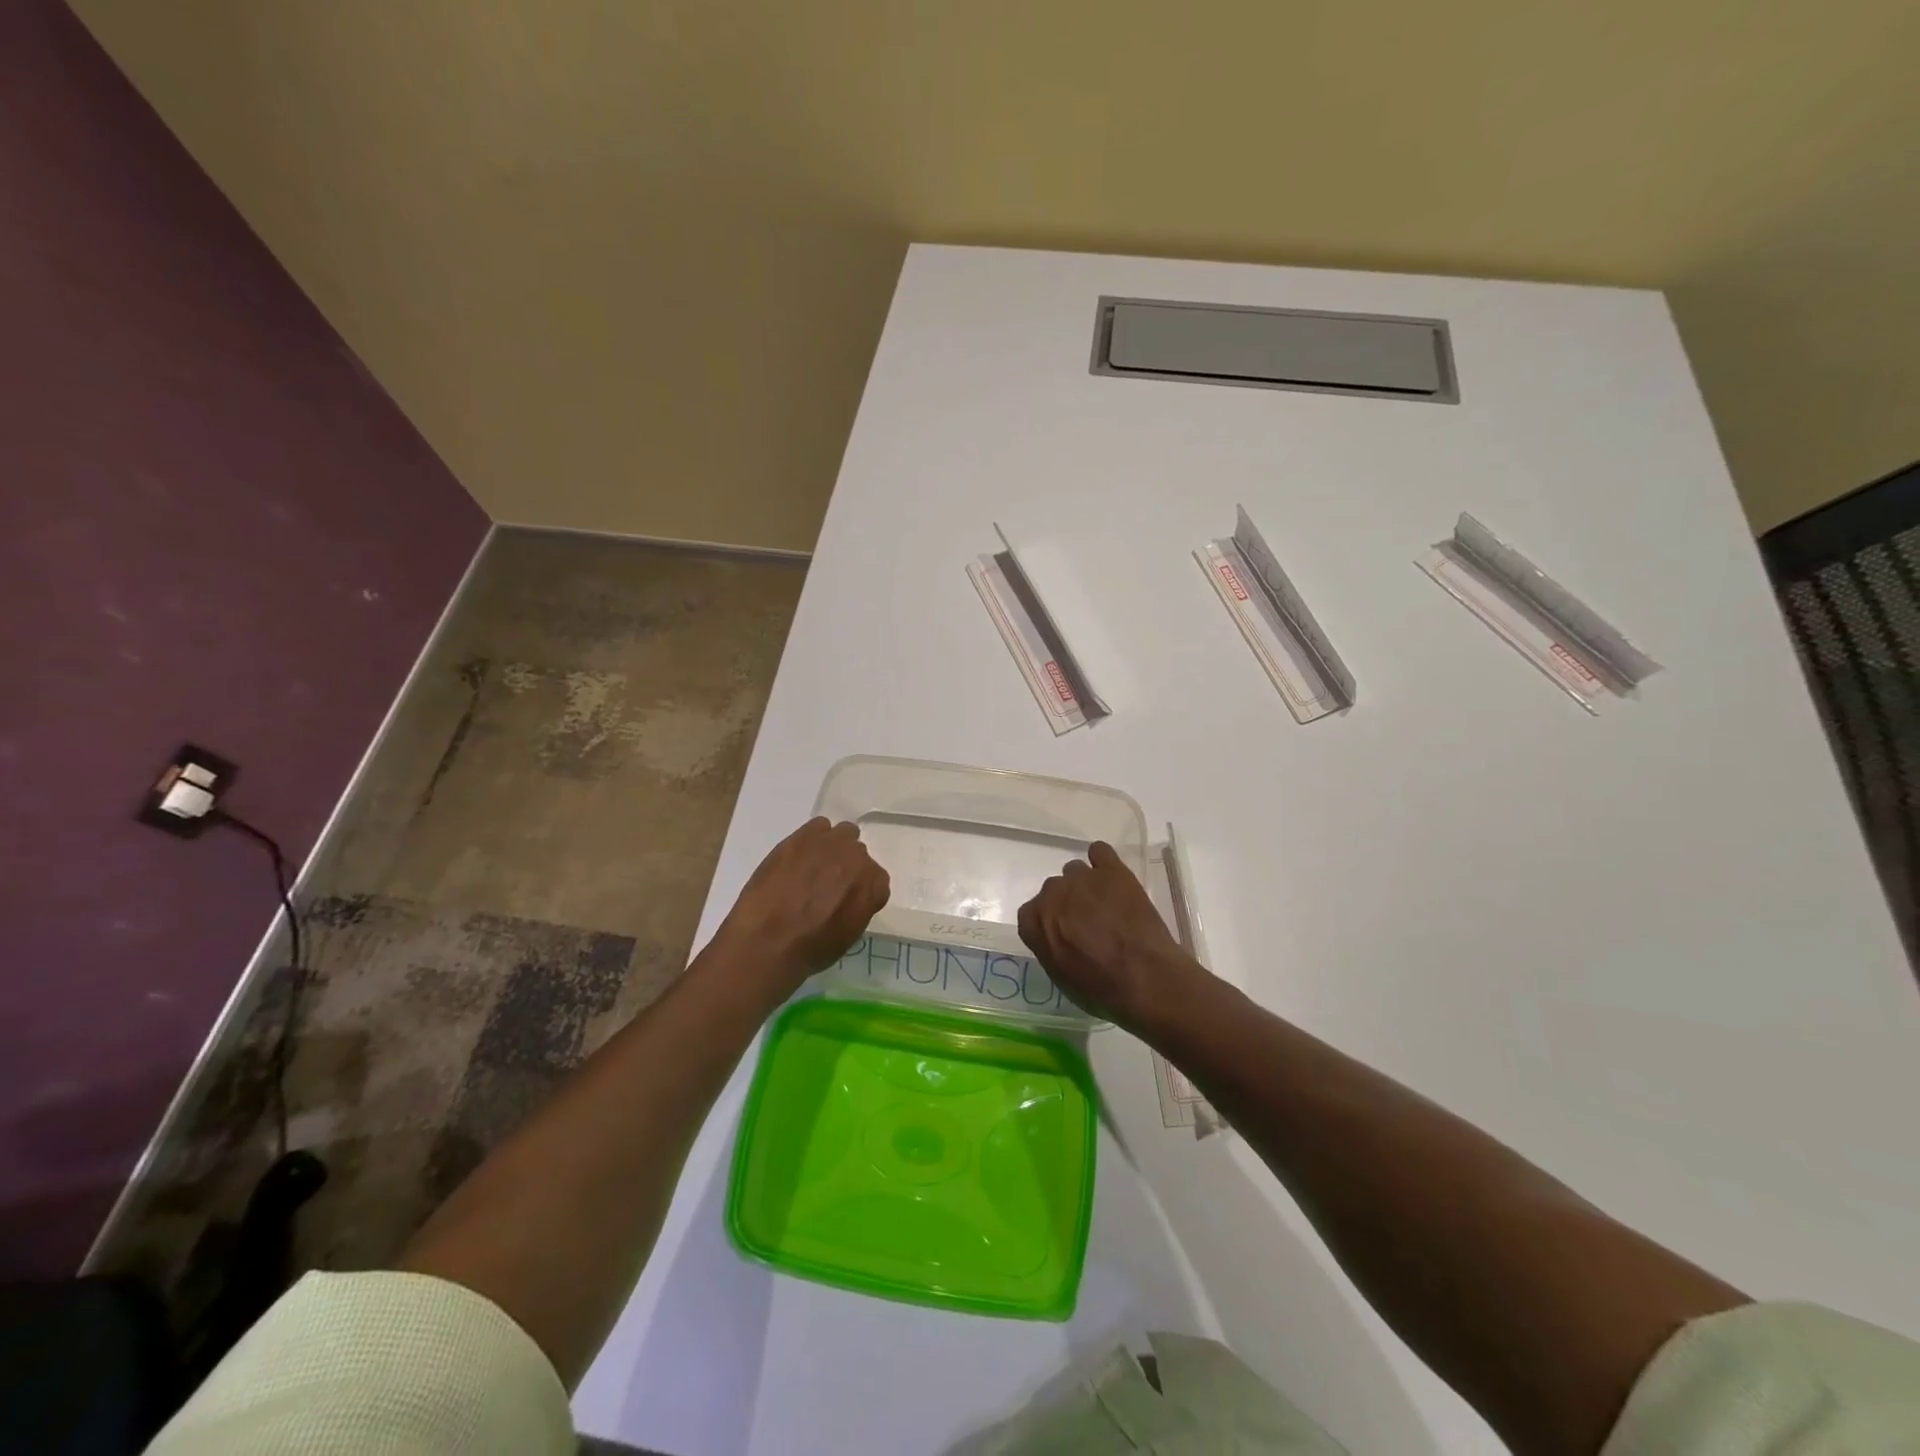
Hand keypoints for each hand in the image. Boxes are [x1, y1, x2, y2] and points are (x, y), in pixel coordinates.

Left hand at [714, 817, 889, 991]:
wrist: (767, 941)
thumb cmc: (810, 949)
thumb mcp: (848, 936)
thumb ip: (859, 907)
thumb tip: (850, 898)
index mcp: (874, 885)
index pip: (877, 880)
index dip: (860, 890)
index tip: (846, 901)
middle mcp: (858, 858)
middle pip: (858, 854)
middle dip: (847, 867)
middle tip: (827, 885)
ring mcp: (830, 843)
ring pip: (843, 834)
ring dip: (833, 848)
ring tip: (813, 867)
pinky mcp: (803, 836)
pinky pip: (818, 826)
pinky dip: (812, 838)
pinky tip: (799, 857)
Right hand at [1017, 841, 1207, 1028]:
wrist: (1145, 977)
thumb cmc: (1101, 988)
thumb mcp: (1062, 976)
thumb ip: (1049, 946)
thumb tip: (1055, 935)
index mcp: (1035, 921)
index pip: (1031, 913)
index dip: (1048, 923)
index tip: (1063, 934)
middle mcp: (1052, 893)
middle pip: (1053, 889)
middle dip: (1066, 903)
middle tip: (1087, 921)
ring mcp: (1082, 878)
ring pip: (1075, 871)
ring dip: (1085, 885)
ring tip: (1105, 903)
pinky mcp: (1112, 870)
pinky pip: (1099, 851)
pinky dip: (1103, 861)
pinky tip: (1113, 877)